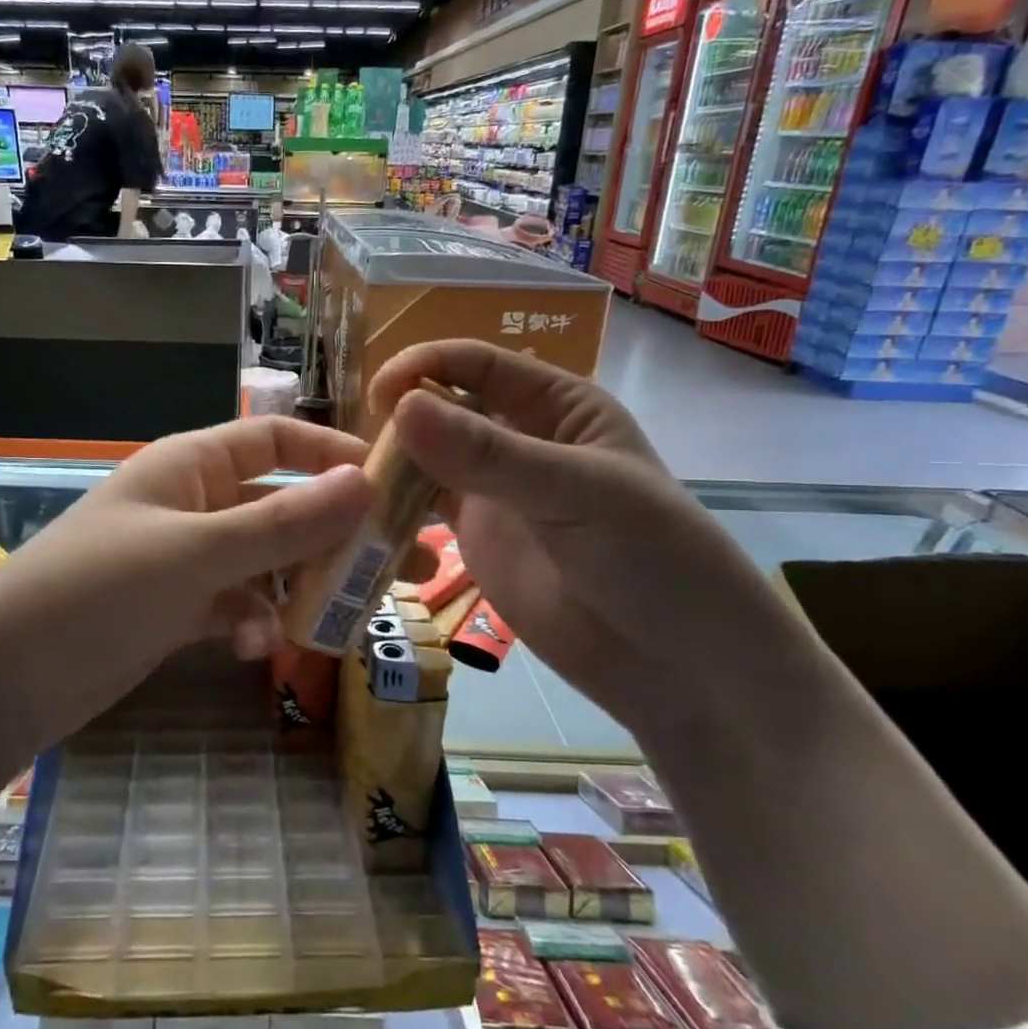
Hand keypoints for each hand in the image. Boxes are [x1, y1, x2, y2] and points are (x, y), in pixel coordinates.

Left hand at [0, 417, 377, 753]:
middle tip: (408, 567)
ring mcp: (185, 559)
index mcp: (192, 465)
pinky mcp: (176, 609)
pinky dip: (253, 622)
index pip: (277, 440)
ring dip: (301, 586)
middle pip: (283, 506)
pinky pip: (235, 605)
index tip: (394, 487)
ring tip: (346, 618)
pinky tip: (256, 649)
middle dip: (338, 534)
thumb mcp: (195, 554)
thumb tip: (366, 485)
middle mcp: (193, 504)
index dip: (334, 457)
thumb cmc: (96, 592)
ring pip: (266, 561)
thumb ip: (282, 524)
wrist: (2, 680)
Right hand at [370, 341, 821, 737]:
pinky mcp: (473, 537)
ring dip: (391, 464)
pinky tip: (364, 518)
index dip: (428, 366)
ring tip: (351, 484)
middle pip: (445, 407)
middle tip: (356, 450)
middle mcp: (519, 439)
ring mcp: (493, 490)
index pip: (480, 365)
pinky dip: (393, 507)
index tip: (381, 393)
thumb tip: (402, 407)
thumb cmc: (652, 559)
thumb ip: (488, 455)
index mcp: (557, 406)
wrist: (676, 663)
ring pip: (427, 458)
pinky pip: (422, 508)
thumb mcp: (576, 492)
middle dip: (403, 417)